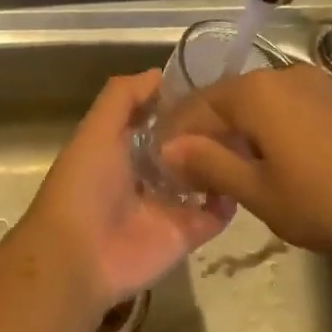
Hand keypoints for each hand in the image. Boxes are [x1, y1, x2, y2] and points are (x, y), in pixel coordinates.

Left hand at [11, 71, 233, 316]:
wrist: (79, 256)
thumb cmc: (85, 185)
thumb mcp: (97, 129)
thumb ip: (123, 97)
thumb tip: (161, 74)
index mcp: (122, 148)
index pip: (159, 119)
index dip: (181, 102)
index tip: (214, 85)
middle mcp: (147, 174)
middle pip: (185, 147)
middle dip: (208, 131)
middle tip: (243, 112)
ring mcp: (168, 205)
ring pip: (204, 178)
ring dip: (223, 162)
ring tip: (253, 138)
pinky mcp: (186, 233)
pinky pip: (216, 214)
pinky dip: (231, 199)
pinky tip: (244, 176)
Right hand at [163, 62, 331, 258]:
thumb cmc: (323, 203)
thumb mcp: (256, 191)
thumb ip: (208, 164)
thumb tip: (168, 148)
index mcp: (256, 92)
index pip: (198, 106)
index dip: (176, 134)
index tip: (163, 163)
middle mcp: (282, 74)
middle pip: (228, 99)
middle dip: (207, 131)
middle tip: (193, 169)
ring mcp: (316, 83)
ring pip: (259, 101)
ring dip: (238, 129)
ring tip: (230, 166)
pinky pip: (288, 105)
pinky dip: (269, 126)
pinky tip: (272, 157)